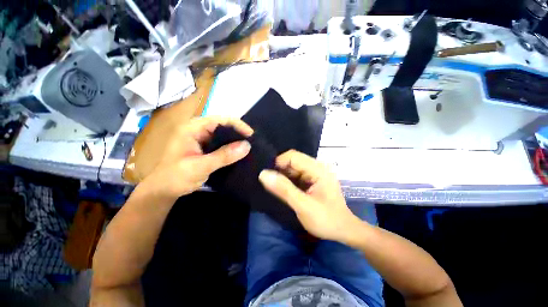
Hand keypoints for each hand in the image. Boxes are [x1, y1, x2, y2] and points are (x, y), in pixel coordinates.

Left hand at [140, 116, 252, 200]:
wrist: (163, 190)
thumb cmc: (175, 177)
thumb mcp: (200, 167)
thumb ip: (223, 156)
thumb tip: (247, 146)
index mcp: (193, 128)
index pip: (221, 120)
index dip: (238, 125)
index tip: (251, 136)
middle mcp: (198, 129)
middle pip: (224, 126)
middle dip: (239, 133)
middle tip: (252, 143)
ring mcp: (202, 138)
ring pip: (224, 135)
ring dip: (236, 141)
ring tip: (249, 148)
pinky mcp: (205, 147)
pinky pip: (222, 144)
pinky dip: (231, 148)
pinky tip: (239, 154)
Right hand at [258, 150, 362, 243]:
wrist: (343, 231)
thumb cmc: (326, 220)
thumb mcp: (303, 206)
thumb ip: (284, 189)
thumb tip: (263, 174)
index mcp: (318, 169)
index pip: (293, 156)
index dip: (279, 163)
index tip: (269, 176)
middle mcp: (317, 167)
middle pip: (293, 160)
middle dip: (280, 170)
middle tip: (271, 184)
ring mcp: (315, 173)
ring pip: (294, 168)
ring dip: (283, 176)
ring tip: (276, 188)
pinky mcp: (313, 180)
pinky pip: (297, 175)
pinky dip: (289, 180)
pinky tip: (285, 190)